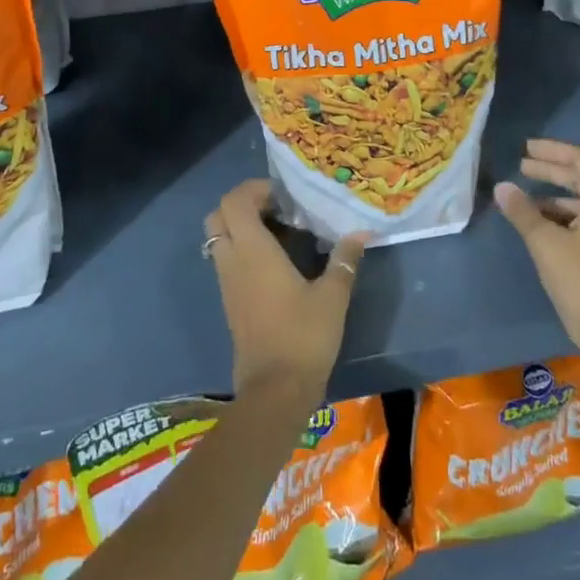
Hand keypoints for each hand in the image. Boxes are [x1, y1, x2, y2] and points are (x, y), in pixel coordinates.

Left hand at [204, 179, 367, 404]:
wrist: (275, 391)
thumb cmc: (304, 337)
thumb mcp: (333, 296)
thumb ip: (345, 260)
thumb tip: (361, 233)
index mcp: (253, 251)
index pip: (234, 202)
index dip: (254, 189)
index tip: (284, 195)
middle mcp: (232, 261)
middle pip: (218, 215)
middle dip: (243, 203)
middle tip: (277, 208)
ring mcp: (227, 282)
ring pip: (219, 238)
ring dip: (241, 226)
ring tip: (280, 231)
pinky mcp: (230, 301)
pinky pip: (226, 259)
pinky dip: (242, 248)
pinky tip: (275, 260)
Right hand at [495, 139, 579, 368]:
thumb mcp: (545, 243)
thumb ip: (522, 211)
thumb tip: (502, 187)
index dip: (553, 151)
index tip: (525, 149)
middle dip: (552, 170)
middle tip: (521, 166)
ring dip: (555, 194)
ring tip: (525, 197)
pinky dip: (564, 215)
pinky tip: (540, 223)